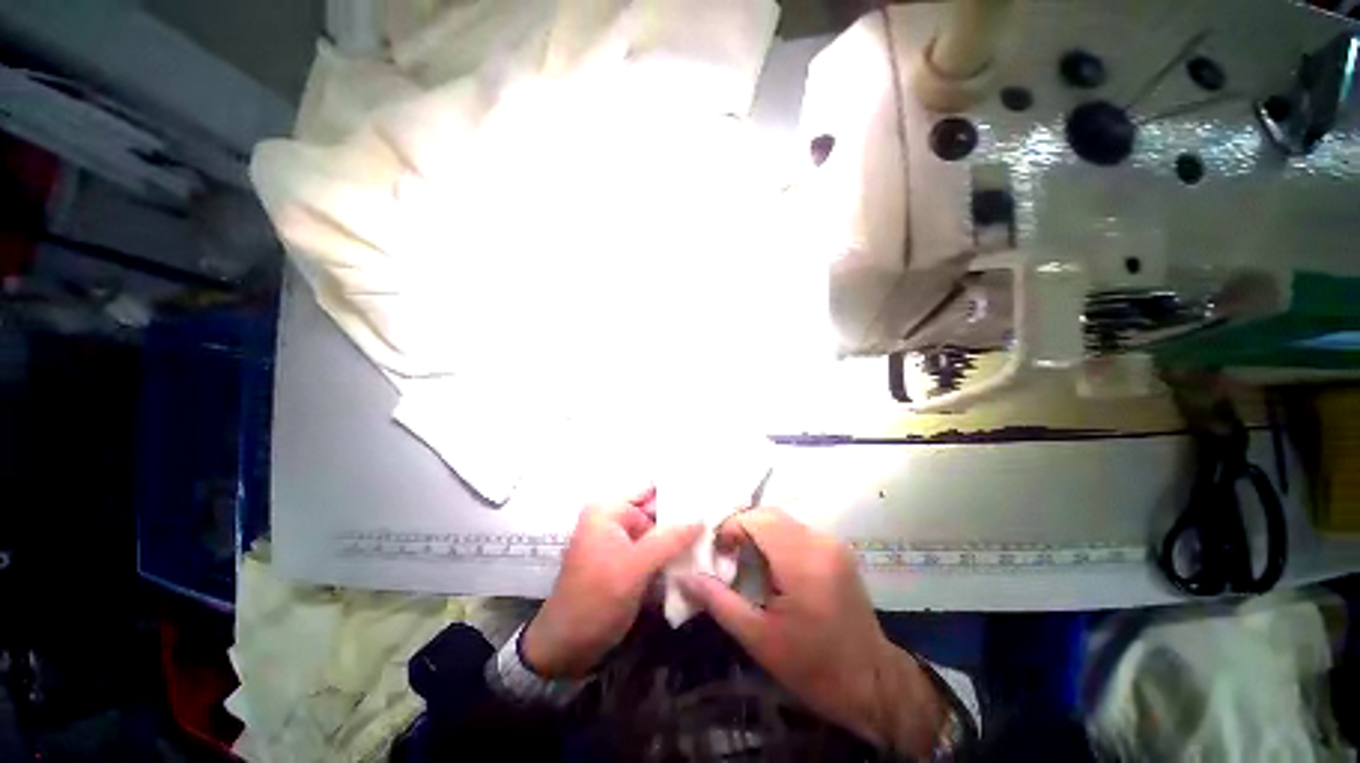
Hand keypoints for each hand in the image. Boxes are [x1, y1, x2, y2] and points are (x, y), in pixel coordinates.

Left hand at [523, 489, 701, 677]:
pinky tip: (697, 556)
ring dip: (681, 537)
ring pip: (658, 531)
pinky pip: (654, 549)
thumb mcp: (634, 567)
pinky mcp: (626, 561)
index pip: (651, 488)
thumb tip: (702, 517)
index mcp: (608, 509)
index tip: (710, 496)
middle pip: (656, 510)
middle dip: (684, 517)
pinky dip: (671, 553)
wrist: (567, 648)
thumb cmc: (595, 601)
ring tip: (715, 536)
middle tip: (718, 519)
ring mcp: (620, 540)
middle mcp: (614, 518)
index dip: (679, 490)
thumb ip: (669, 539)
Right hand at [676, 508, 944, 755]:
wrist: (871, 683)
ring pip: (783, 520)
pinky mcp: (837, 549)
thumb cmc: (812, 667)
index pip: (756, 520)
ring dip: (758, 533)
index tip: (718, 556)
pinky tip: (769, 565)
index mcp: (802, 562)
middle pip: (769, 515)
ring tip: (744, 561)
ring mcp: (832, 543)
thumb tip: (684, 576)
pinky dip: (776, 539)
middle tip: (727, 558)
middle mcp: (820, 542)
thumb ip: (719, 601)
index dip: (730, 529)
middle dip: (742, 529)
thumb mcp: (758, 639)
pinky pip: (797, 530)